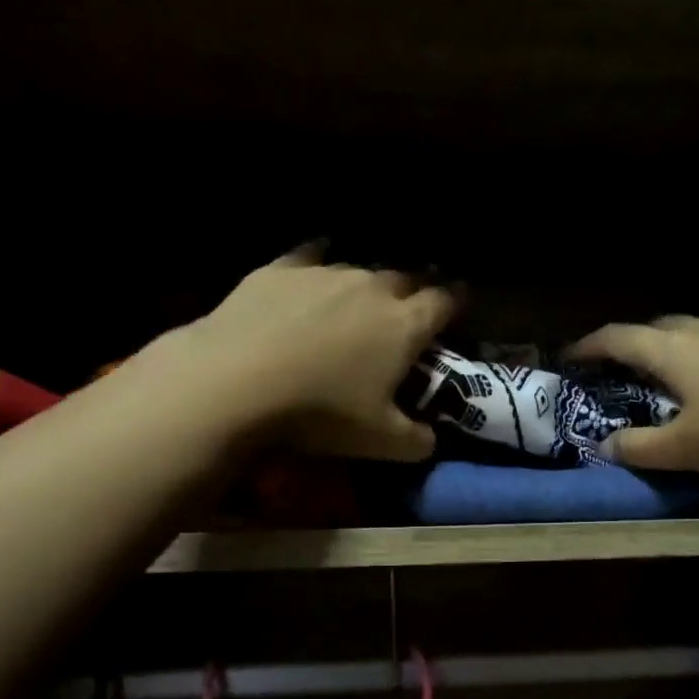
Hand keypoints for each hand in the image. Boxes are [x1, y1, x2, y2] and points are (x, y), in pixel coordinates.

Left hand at [184, 246, 456, 460]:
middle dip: (418, 288)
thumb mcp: (382, 443)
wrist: (236, 381)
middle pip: (407, 277)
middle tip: (417, 301)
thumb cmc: (322, 413)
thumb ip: (418, 442)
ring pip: (360, 268)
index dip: (457, 302)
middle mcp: (373, 288)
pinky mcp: (281, 269)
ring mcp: (325, 273)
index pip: (445, 302)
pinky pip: (311, 254)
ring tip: (368, 293)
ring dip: (371, 281)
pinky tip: (318, 262)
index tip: (461, 304)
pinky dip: (321, 259)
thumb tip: (431, 439)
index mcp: (405, 325)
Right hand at [569, 316, 698, 472]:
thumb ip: (639, 448)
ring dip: (668, 348)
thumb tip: (605, 448)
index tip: (570, 357)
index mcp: (670, 350)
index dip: (589, 347)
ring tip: (664, 373)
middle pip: (655, 328)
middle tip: (618, 368)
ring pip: (690, 331)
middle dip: (630, 345)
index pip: (617, 339)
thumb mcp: (683, 448)